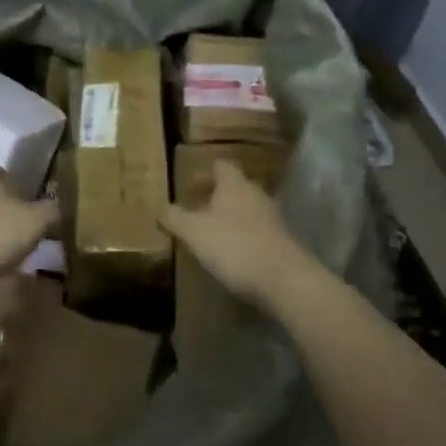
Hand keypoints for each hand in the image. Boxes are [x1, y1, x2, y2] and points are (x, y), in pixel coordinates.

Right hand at [160, 160, 321, 313]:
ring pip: (247, 209)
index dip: (203, 173)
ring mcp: (273, 217)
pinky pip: (258, 231)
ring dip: (230, 217)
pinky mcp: (283, 241)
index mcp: (234, 184)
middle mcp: (256, 193)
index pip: (219, 165)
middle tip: (196, 211)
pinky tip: (234, 255)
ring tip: (213, 235)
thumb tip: (159, 207)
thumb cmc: (234, 246)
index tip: (188, 187)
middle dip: (215, 197)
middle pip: (234, 187)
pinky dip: (245, 236)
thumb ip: (175, 218)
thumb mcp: (194, 232)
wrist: (285, 280)